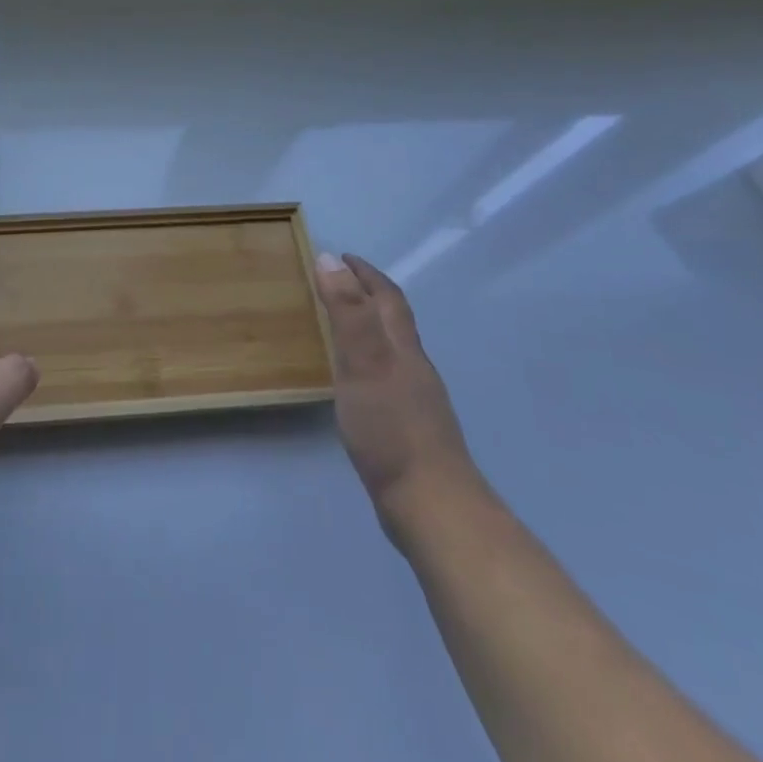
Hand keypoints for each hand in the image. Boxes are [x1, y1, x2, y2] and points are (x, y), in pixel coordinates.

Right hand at [316, 253, 478, 542]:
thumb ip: (347, 312)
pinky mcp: (409, 428)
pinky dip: (368, 363)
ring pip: (391, 350)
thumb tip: (331, 259)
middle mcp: (413, 367)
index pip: (388, 298)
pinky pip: (386, 378)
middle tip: (337, 282)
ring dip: (368, 328)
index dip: (366, 274)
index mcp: (402, 348)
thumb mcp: (362, 363)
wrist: (431, 505)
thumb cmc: (391, 428)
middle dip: (368, 295)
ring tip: (340, 324)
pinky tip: (355, 381)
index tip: (342, 256)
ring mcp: (415, 400)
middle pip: (394, 321)